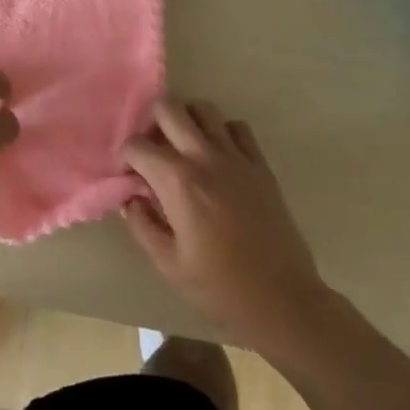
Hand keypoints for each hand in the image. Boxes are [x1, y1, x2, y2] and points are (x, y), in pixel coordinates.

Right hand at [122, 99, 326, 350]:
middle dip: (151, 122)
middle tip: (152, 150)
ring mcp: (237, 158)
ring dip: (187, 121)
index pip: (138, 146)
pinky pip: (237, 127)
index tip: (129, 176)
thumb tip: (130, 199)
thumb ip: (142, 225)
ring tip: (183, 148)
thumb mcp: (169, 265)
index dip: (126, 157)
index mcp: (178, 182)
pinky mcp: (261, 165)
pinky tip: (218, 156)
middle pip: (169, 108)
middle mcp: (205, 158)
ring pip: (204, 109)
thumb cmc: (221, 288)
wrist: (283, 300)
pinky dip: (222, 132)